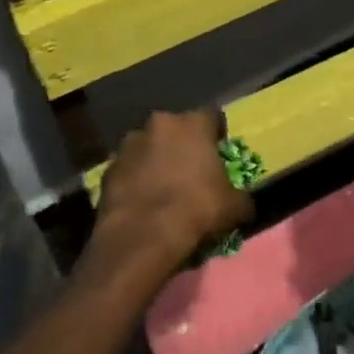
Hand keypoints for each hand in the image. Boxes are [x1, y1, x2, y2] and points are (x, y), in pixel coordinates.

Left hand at [91, 108, 254, 284]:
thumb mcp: (233, 208)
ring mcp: (128, 145)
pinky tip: (142, 203)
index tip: (220, 151)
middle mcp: (159, 125)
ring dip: (155, 160)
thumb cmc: (196, 210)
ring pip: (148, 147)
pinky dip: (135, 181)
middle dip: (182, 145)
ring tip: (163, 188)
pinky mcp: (107, 169)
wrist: (142, 237)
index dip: (217, 133)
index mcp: (192, 124)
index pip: (212, 116)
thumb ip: (241, 199)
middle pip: (175, 129)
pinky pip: (128, 170)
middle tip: (191, 170)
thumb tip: (245, 205)